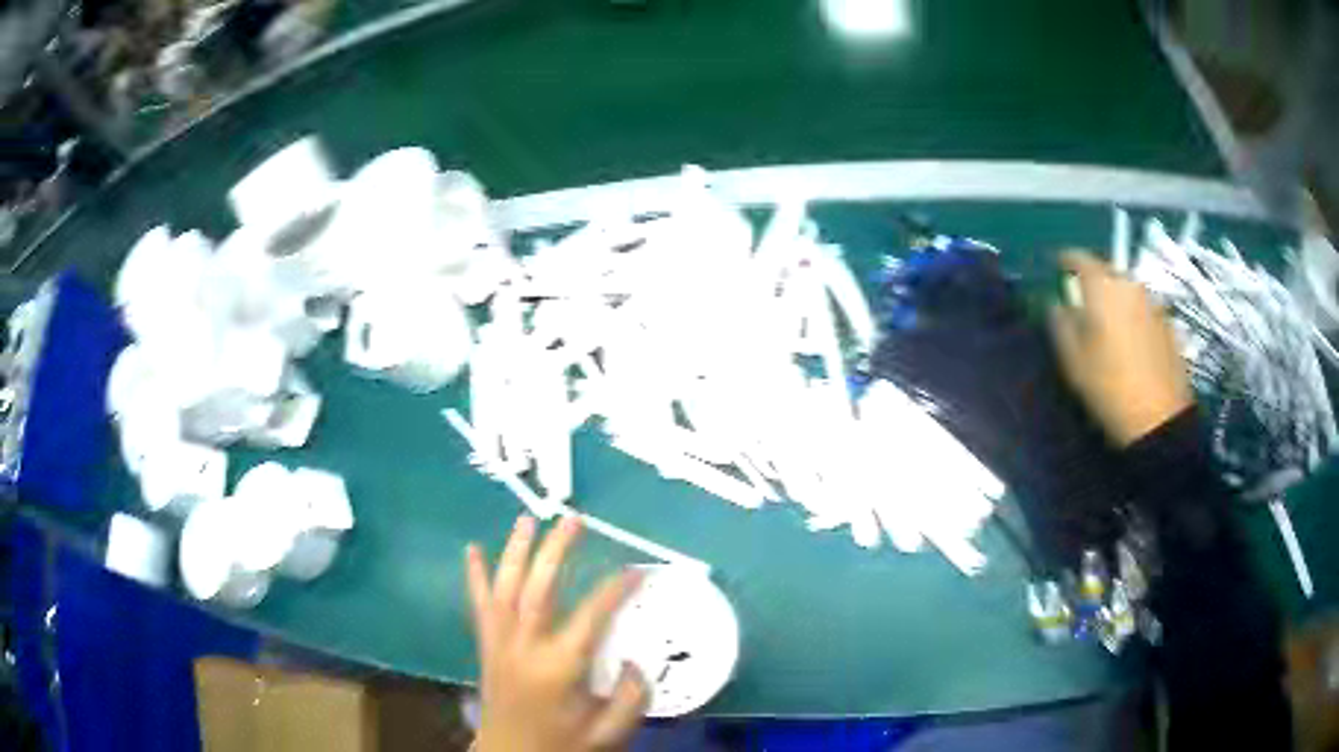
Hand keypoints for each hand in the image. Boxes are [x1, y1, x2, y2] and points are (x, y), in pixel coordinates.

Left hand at [466, 515, 647, 751]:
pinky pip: (479, 605)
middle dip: (556, 551)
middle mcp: (524, 648)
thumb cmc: (561, 745)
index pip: (591, 617)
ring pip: (505, 589)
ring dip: (516, 551)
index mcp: (559, 668)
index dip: (615, 589)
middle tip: (574, 520)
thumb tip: (638, 662)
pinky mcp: (486, 647)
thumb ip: (631, 699)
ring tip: (528, 519)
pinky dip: (474, 576)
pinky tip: (471, 549)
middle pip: (538, 590)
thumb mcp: (607, 733)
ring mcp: (500, 644)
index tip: (638, 568)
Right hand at [1049, 251, 1192, 446]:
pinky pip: (1144, 309)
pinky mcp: (1168, 324)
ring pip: (1127, 290)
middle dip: (1094, 281)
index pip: (1079, 257)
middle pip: (1107, 271)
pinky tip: (1132, 344)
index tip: (1058, 269)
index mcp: (1102, 287)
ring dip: (1116, 300)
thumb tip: (1056, 304)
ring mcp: (1153, 302)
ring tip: (1109, 326)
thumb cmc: (1109, 387)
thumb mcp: (1073, 361)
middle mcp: (1129, 284)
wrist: (1160, 418)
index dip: (1066, 261)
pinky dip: (1134, 317)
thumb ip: (1060, 324)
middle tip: (1084, 303)